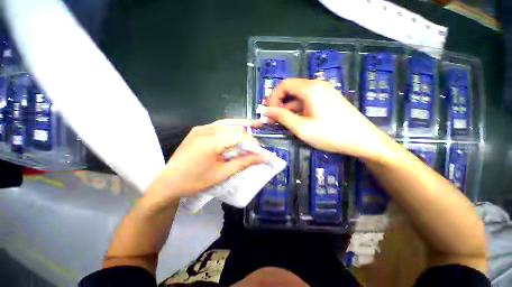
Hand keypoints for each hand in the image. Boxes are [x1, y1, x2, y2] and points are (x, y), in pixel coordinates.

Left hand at [146, 119, 264, 203]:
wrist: (168, 182)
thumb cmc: (195, 181)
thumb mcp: (222, 174)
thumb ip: (244, 162)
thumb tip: (263, 157)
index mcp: (211, 142)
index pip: (239, 135)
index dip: (252, 142)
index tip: (260, 151)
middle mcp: (206, 130)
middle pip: (234, 126)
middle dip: (248, 130)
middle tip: (261, 130)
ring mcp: (200, 128)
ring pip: (227, 122)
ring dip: (241, 124)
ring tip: (254, 125)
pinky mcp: (198, 129)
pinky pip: (218, 125)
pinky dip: (230, 126)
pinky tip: (237, 129)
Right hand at [266, 78, 387, 158]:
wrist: (362, 140)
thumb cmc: (330, 134)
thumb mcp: (302, 128)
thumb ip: (282, 117)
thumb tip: (267, 111)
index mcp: (310, 89)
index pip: (284, 85)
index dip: (273, 98)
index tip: (269, 112)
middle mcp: (317, 86)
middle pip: (291, 90)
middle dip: (279, 104)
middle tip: (272, 119)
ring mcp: (324, 93)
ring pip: (298, 98)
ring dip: (288, 109)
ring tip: (282, 124)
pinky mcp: (328, 100)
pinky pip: (307, 102)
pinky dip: (298, 111)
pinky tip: (296, 122)